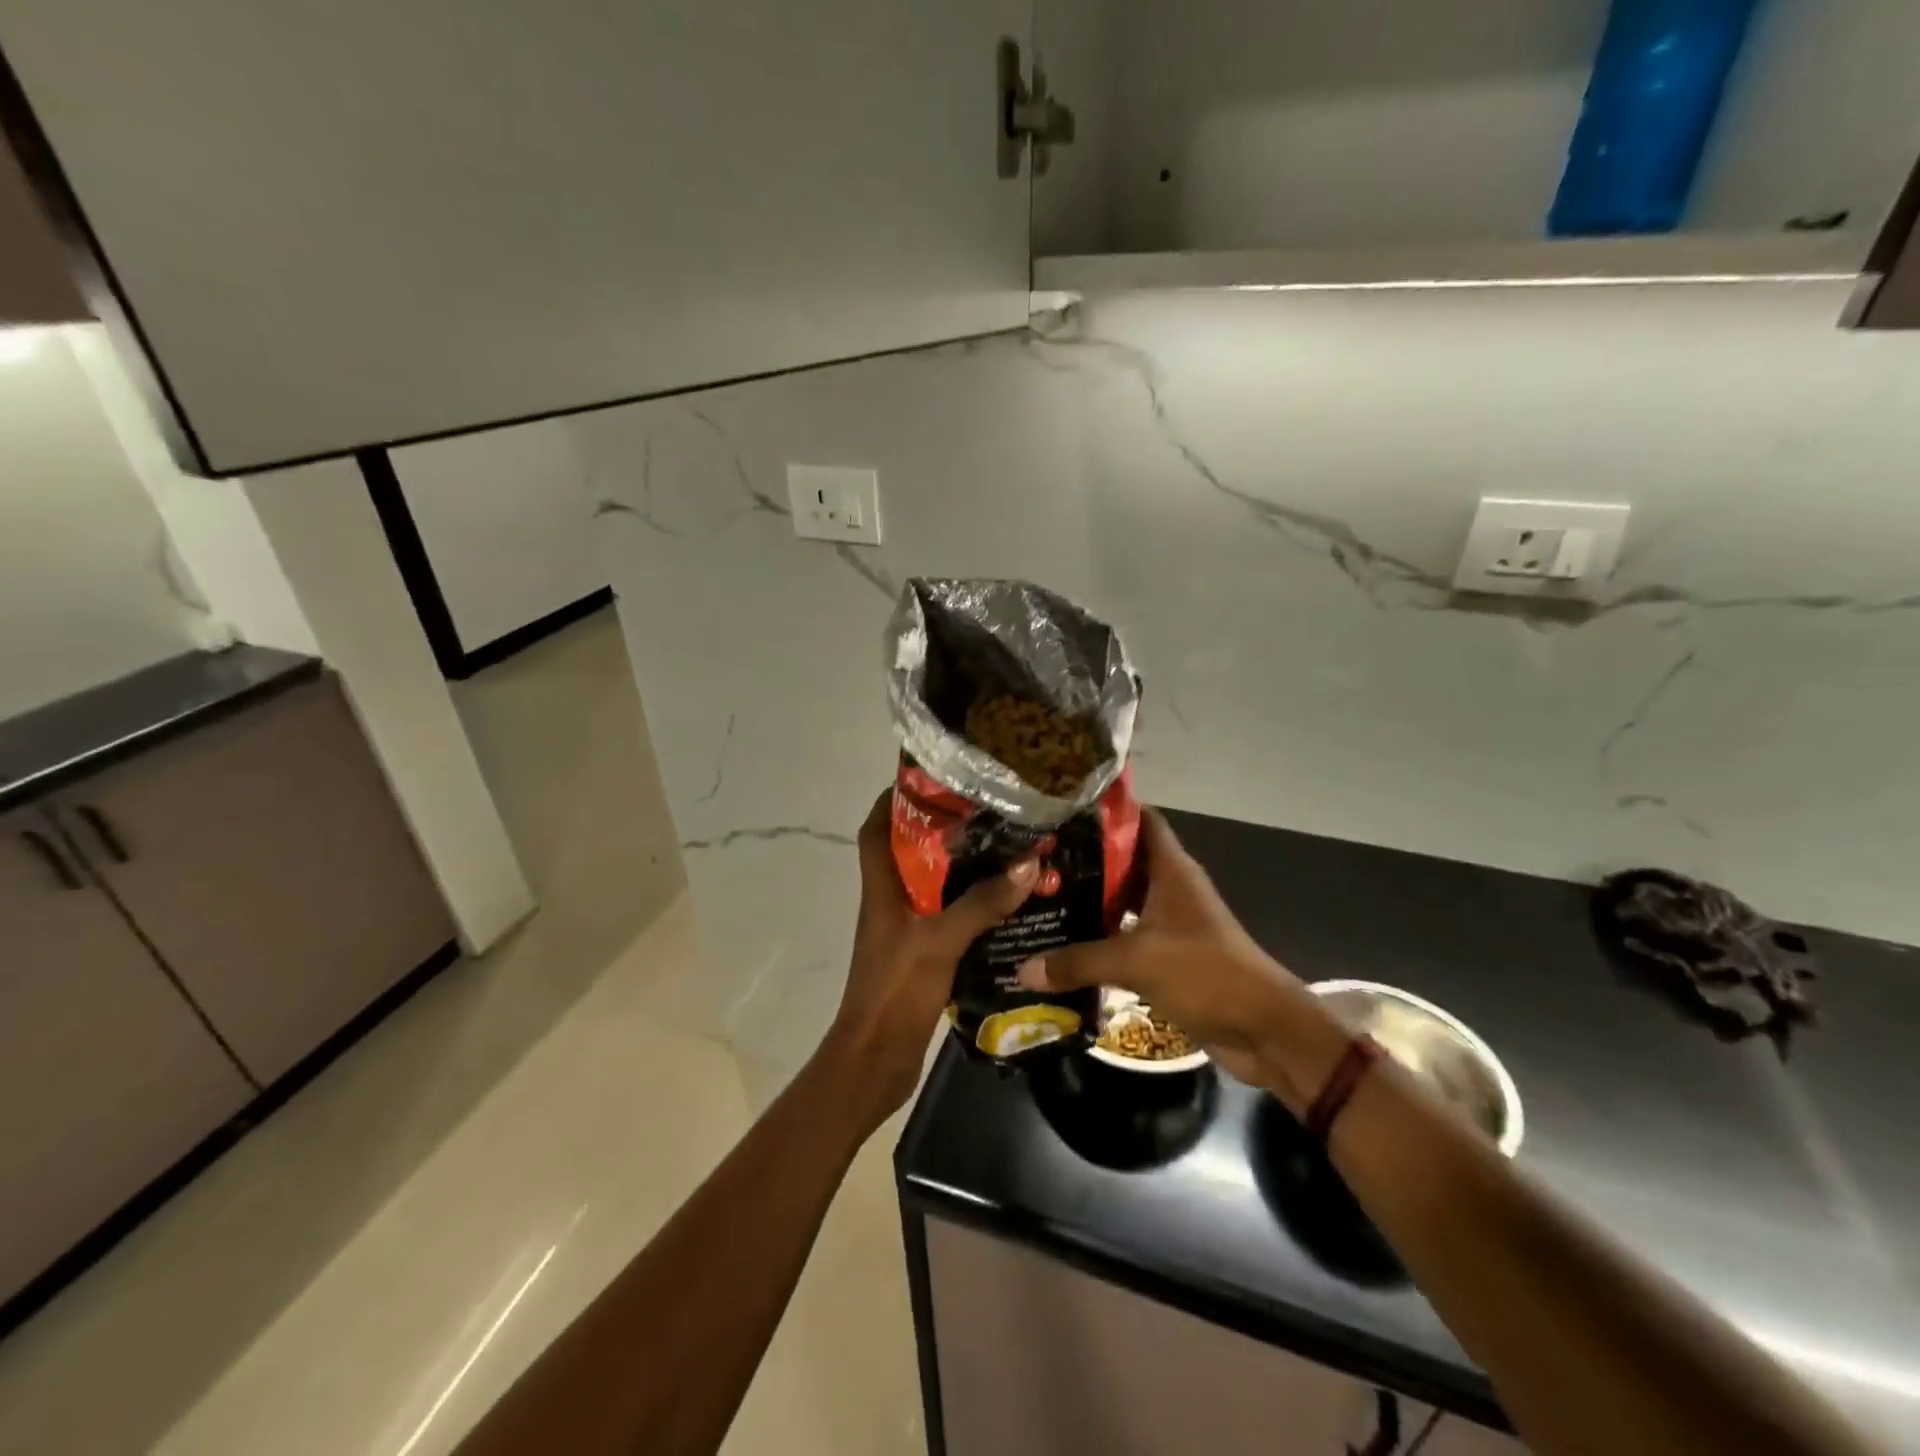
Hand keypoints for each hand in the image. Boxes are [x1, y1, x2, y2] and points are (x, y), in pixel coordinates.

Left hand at [823, 789, 1038, 1122]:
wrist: (875, 1060)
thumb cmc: (895, 991)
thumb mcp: (939, 941)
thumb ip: (981, 904)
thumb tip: (1026, 865)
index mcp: (882, 889)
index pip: (875, 829)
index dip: (895, 799)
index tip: (932, 778)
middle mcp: (891, 903)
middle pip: (912, 853)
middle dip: (944, 830)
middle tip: (989, 813)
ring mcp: (906, 931)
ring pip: (935, 887)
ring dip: (965, 871)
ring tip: (1008, 851)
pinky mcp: (923, 957)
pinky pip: (950, 920)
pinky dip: (974, 909)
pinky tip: (1009, 906)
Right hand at [1017, 810, 1337, 1096]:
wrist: (1263, 1029)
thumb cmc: (1205, 973)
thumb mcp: (1136, 961)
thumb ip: (1078, 962)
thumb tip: (1023, 968)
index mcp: (1170, 869)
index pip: (1139, 819)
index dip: (1104, 811)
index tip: (1061, 809)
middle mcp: (1169, 888)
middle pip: (1121, 860)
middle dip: (1081, 859)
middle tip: (1033, 858)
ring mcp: (1169, 922)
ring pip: (1120, 900)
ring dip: (1087, 901)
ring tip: (1038, 897)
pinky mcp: (1167, 955)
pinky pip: (1124, 936)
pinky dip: (1098, 938)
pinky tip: (1062, 944)